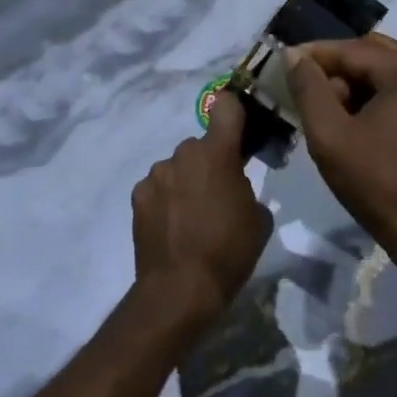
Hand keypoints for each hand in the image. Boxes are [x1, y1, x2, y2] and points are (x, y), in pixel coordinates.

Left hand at [130, 92, 271, 326]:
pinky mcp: (137, 196)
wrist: (180, 290)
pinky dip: (165, 199)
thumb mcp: (258, 218)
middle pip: (200, 146)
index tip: (238, 128)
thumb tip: (234, 187)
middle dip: (209, 162)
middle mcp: (183, 154)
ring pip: (177, 167)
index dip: (233, 112)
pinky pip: (158, 187)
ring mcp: (156, 174)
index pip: (225, 107)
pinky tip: (172, 227)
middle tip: (218, 194)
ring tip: (192, 217)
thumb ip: (247, 188)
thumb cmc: (228, 251)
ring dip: (185, 181)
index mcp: (217, 153)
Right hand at [285, 35, 396, 264]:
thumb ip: (308, 88)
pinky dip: (376, 96)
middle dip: (336, 70)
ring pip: (386, 70)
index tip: (283, 62)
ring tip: (328, 111)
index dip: (314, 56)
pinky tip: (355, 119)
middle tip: (304, 91)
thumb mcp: (330, 135)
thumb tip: (293, 54)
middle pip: (372, 55)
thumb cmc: (378, 185)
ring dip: (355, 84)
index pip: (353, 50)